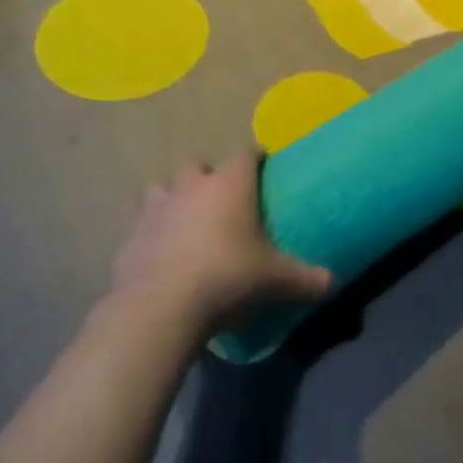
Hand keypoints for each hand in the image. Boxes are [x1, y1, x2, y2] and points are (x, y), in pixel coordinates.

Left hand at [106, 155, 331, 330]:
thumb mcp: (278, 280)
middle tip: (221, 200)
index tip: (263, 169)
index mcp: (229, 185)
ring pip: (160, 188)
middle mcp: (190, 187)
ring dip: (172, 198)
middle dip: (207, 175)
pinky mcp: (128, 237)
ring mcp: (154, 209)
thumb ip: (308, 279)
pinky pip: (140, 226)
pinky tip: (161, 255)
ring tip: (185, 222)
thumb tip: (334, 283)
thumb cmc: (228, 277)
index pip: (246, 156)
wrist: (161, 306)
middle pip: (196, 163)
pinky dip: (150, 234)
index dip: (255, 160)